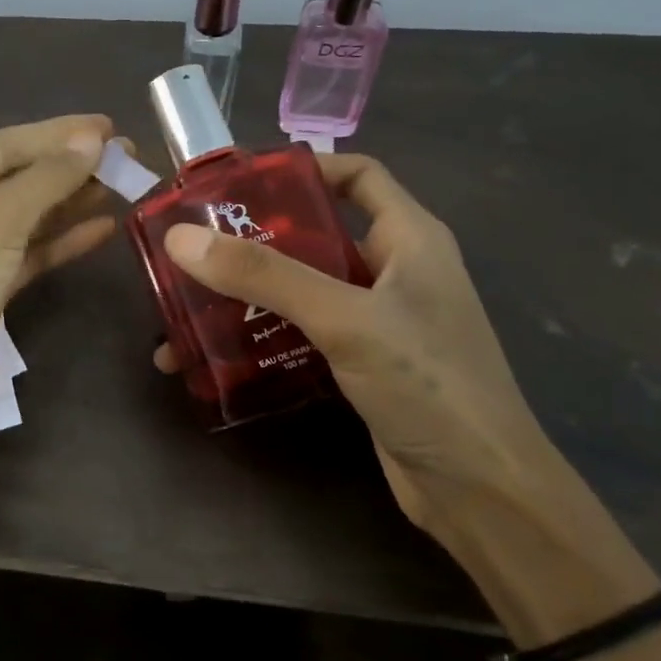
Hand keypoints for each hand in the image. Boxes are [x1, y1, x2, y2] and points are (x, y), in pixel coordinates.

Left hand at [0, 115, 115, 411]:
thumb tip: (92, 140)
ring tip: (123, 186)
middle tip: (127, 158)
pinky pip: (31, 252)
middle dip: (71, 167)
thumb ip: (45, 179)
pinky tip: (104, 227)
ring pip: (29, 216)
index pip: (6, 145)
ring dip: (72, 201)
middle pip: (19, 178)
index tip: (109, 127)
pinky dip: (64, 240)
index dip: (58, 133)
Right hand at [156, 155, 566, 548]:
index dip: (302, 168)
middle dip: (253, 239)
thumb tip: (181, 239)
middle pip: (315, 234)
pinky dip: (260, 337)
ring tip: (185, 306)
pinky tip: (214, 355)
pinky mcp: (359, 364)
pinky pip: (300, 333)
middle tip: (192, 246)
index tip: (237, 183)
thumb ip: (266, 276)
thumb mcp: (345, 319)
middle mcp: (393, 271)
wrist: (480, 492)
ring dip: (246, 295)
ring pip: (301, 288)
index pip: (356, 175)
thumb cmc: (428, 385)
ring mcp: (377, 321)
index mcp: (409, 238)